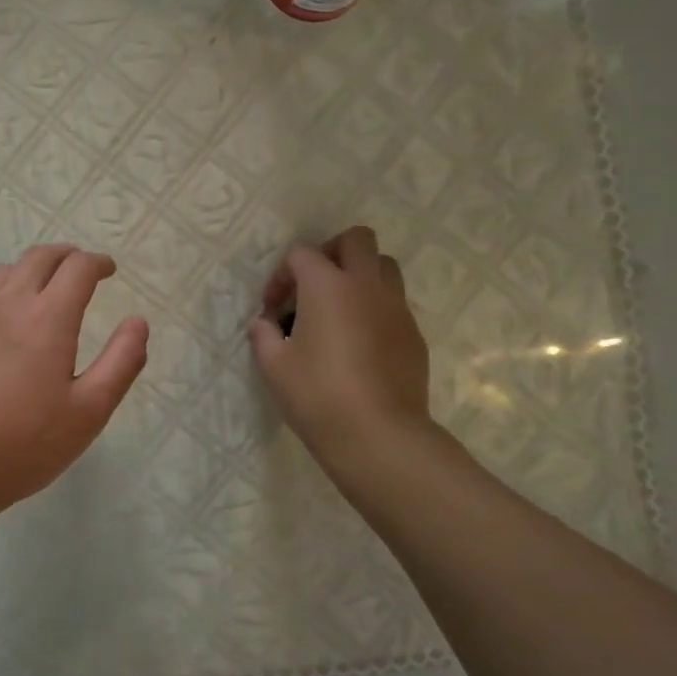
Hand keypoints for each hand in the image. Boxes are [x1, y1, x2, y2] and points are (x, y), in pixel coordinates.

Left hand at [0, 244, 149, 520]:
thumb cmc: (24, 443)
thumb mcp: (90, 411)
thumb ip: (121, 361)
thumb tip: (138, 322)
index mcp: (48, 318)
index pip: (78, 268)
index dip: (98, 262)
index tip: (109, 270)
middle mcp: (8, 303)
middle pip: (39, 258)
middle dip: (66, 256)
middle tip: (80, 269)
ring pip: (5, 272)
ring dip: (31, 270)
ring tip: (42, 290)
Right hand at [248, 227, 434, 464]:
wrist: (378, 435)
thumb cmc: (317, 395)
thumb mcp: (273, 365)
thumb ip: (263, 334)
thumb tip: (264, 323)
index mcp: (327, 286)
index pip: (302, 253)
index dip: (280, 275)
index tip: (272, 309)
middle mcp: (366, 285)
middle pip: (356, 240)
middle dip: (331, 253)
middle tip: (313, 286)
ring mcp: (396, 308)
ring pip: (384, 266)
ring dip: (359, 275)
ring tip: (339, 309)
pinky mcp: (413, 333)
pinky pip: (394, 303)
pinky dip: (374, 308)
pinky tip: (359, 342)